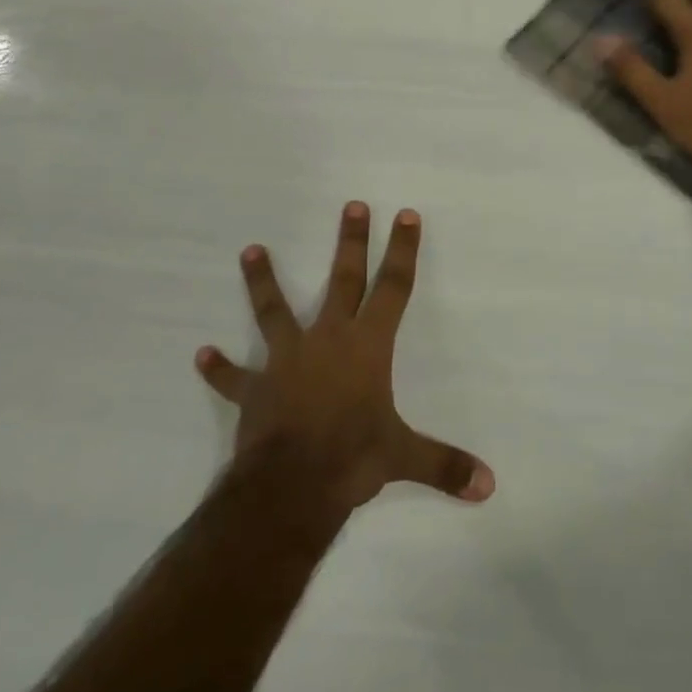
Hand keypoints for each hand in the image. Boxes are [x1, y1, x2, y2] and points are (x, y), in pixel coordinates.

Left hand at [194, 203, 494, 511]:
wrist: (291, 486)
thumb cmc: (353, 458)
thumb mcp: (404, 457)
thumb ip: (446, 465)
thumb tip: (490, 485)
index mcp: (367, 347)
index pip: (393, 288)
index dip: (402, 251)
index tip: (405, 215)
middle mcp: (328, 341)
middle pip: (343, 281)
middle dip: (350, 243)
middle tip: (350, 206)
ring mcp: (287, 361)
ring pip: (274, 311)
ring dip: (263, 281)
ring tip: (251, 250)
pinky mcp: (255, 389)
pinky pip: (234, 378)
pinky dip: (219, 368)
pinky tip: (202, 355)